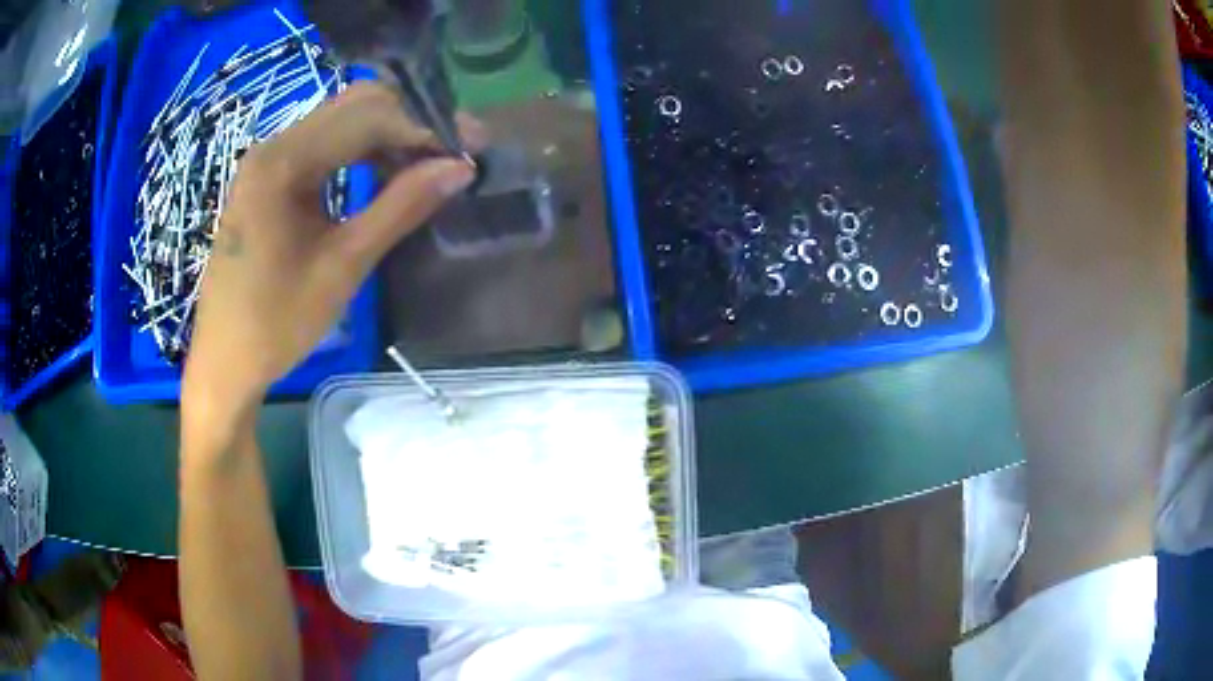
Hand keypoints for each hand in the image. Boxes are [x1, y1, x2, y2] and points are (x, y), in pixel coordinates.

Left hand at [182, 82, 475, 428]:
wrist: (225, 360)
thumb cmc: (277, 323)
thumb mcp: (344, 266)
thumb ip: (401, 207)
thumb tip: (460, 168)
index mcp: (283, 162)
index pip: (368, 116)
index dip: (423, 127)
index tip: (470, 149)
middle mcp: (274, 145)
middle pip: (354, 105)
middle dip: (409, 121)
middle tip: (452, 153)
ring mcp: (269, 159)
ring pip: (341, 121)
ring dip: (388, 135)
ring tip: (426, 166)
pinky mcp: (269, 177)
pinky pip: (325, 145)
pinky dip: (362, 151)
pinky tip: (385, 175)